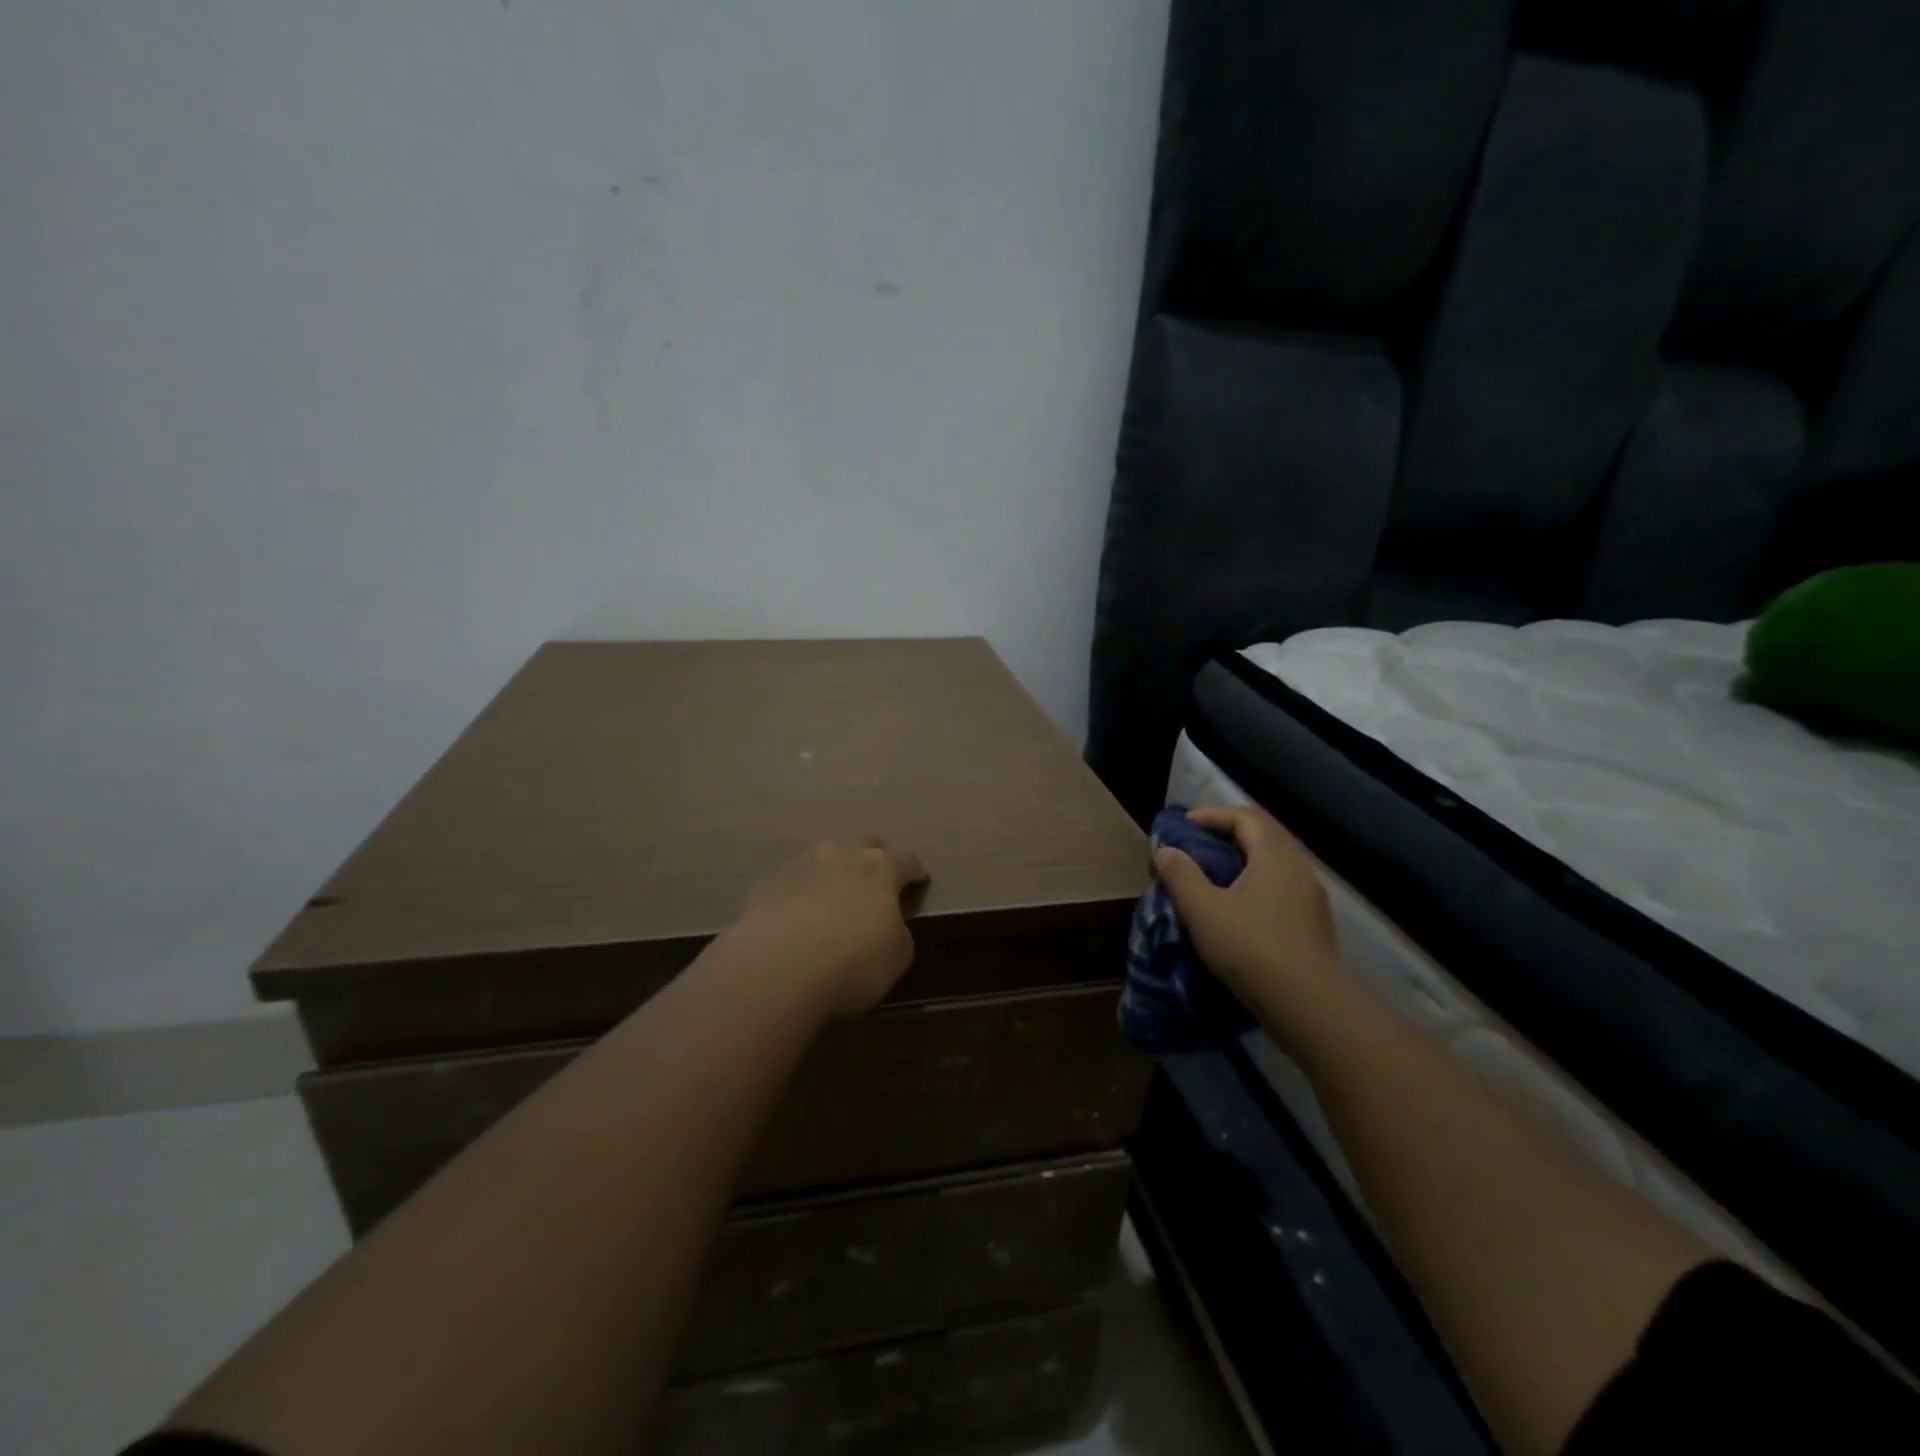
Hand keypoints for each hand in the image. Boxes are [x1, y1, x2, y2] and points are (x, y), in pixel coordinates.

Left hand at [733, 838, 929, 1017]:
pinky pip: (790, 883)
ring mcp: (799, 864)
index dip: (915, 871)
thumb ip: (897, 932)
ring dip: (830, 873)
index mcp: (880, 867)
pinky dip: (797, 895)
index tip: (918, 881)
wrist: (778, 968)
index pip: (907, 859)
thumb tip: (886, 925)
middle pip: (863, 844)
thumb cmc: (853, 962)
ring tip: (830, 900)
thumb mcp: (898, 956)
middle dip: (872, 859)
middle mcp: (841, 854)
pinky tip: (794, 920)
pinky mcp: (765, 884)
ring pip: (822, 858)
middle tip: (874, 883)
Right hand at [1154, 806, 1341, 1024]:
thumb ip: (1181, 875)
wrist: (1307, 1005)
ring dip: (1241, 865)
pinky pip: (1280, 892)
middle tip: (1195, 849)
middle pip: (1262, 838)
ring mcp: (1311, 899)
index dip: (1211, 816)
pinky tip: (1236, 912)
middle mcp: (1299, 868)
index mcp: (1276, 854)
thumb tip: (1167, 851)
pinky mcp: (1314, 926)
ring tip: (1211, 880)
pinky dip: (1255, 889)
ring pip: (1272, 867)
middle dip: (1226, 838)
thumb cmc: (1250, 947)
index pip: (1245, 817)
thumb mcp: (1202, 909)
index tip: (1183, 827)